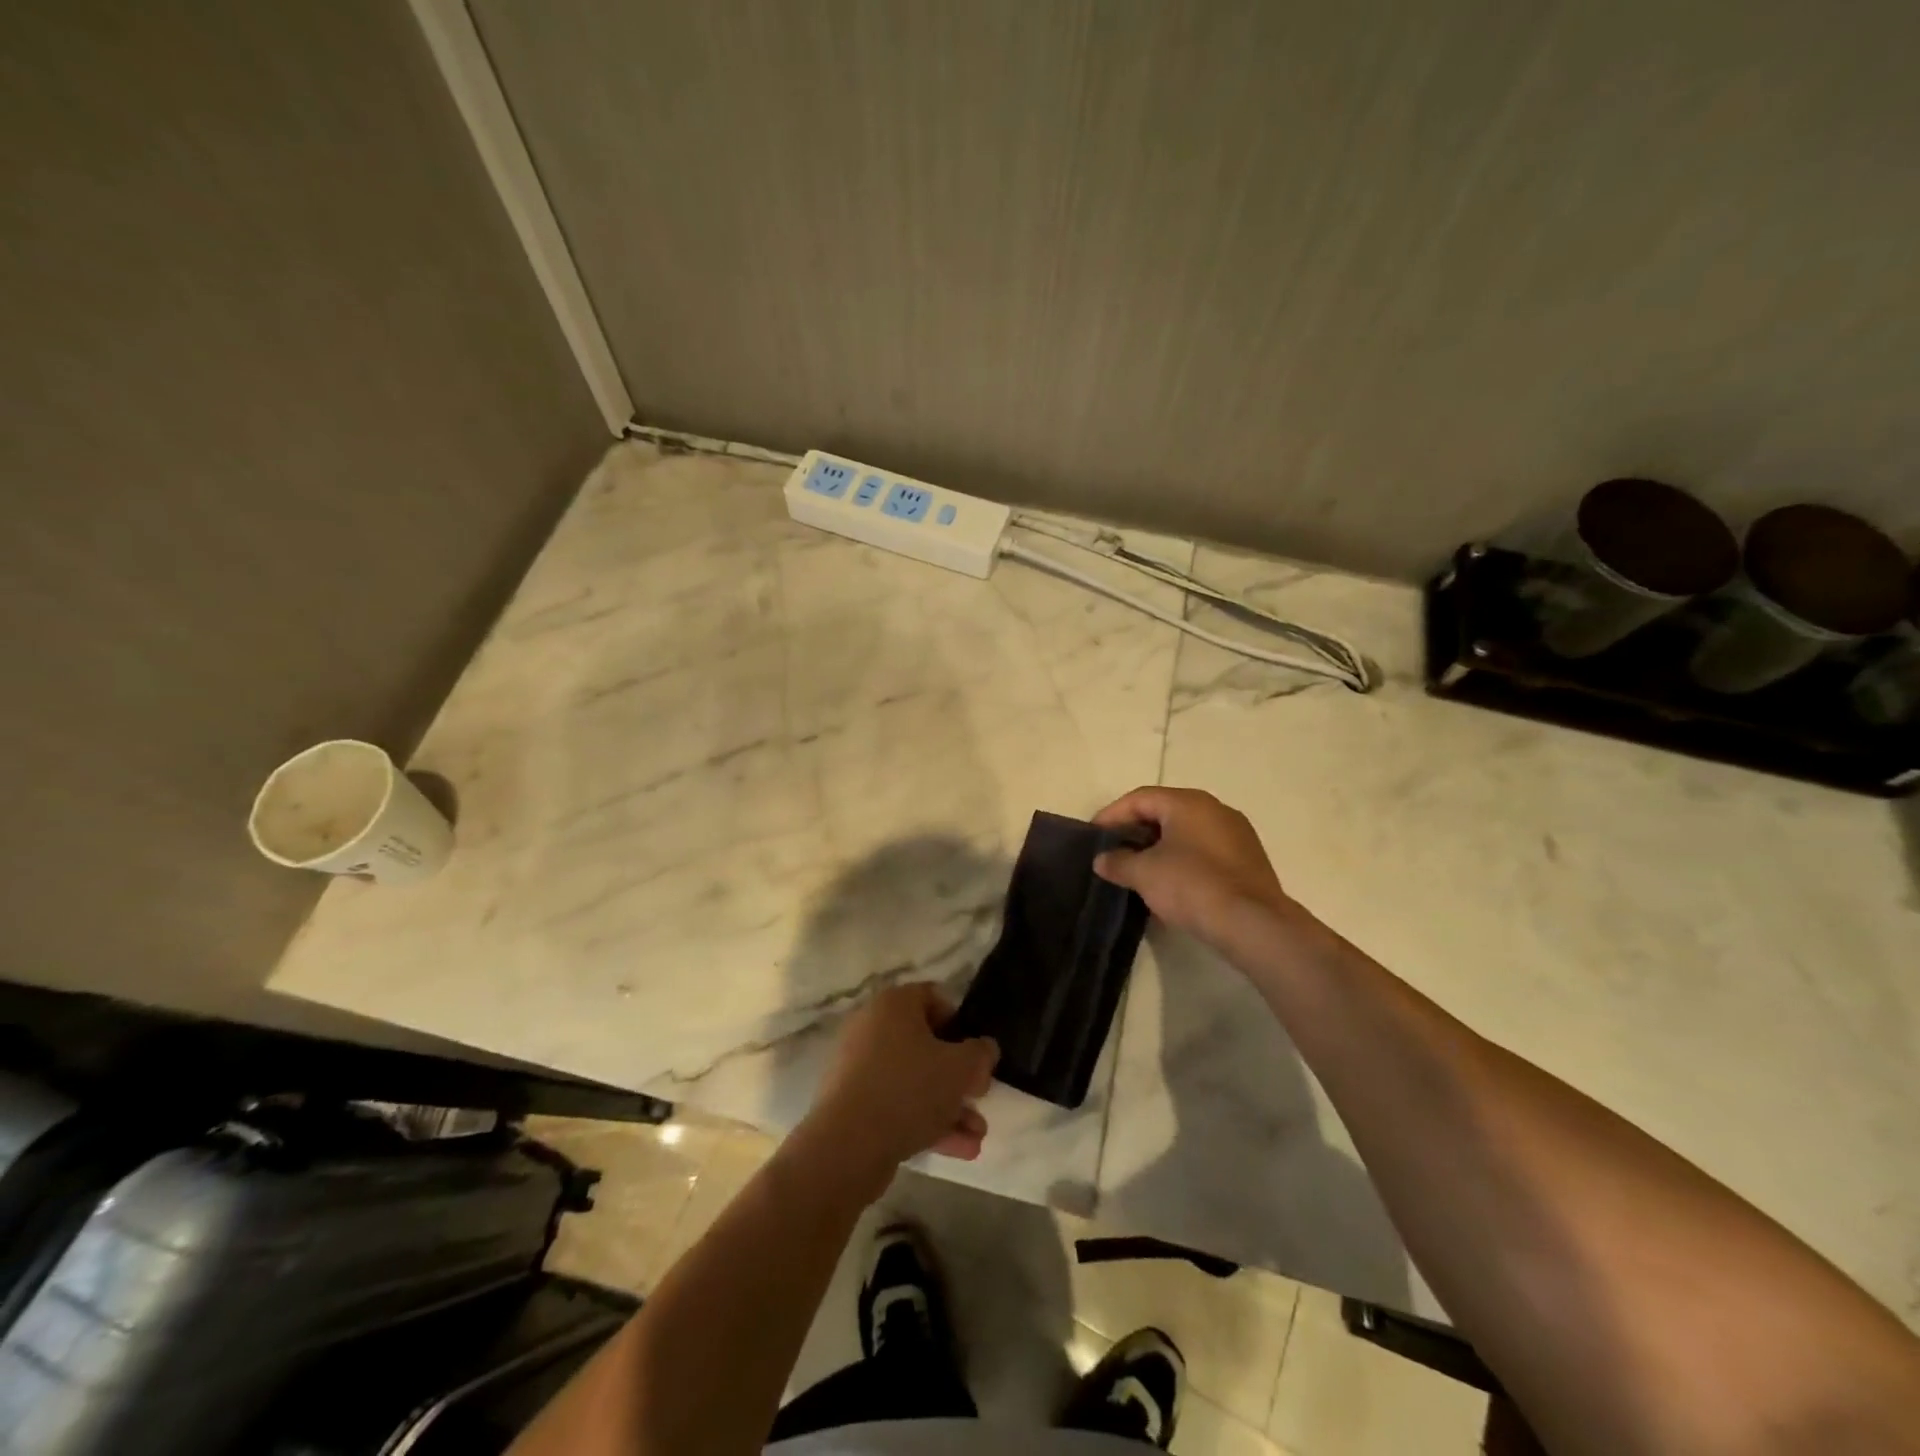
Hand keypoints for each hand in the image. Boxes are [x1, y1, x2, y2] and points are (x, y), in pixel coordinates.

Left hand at [807, 982, 998, 1184]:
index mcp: (894, 1004)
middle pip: (927, 1045)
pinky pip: (896, 1104)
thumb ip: (981, 1054)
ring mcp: (859, 1067)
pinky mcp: (853, 1103)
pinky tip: (958, 1150)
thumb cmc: (909, 1089)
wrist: (847, 1146)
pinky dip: (925, 1122)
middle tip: (980, 1097)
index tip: (976, 1054)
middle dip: (959, 1078)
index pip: (934, 998)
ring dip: (949, 1107)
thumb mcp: (960, 1068)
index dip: (961, 1024)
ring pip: (914, 1081)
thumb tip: (984, 1049)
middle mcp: (873, 1027)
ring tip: (977, 1136)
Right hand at [1092, 786, 1297, 944]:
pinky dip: (1183, 861)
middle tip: (1115, 850)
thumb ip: (1118, 862)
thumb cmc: (1192, 886)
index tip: (1094, 835)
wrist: (1253, 924)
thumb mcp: (1144, 874)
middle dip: (1136, 830)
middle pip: (1165, 812)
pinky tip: (1171, 884)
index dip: (1112, 814)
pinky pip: (1205, 851)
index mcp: (1188, 802)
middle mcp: (1215, 809)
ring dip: (1160, 847)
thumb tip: (1102, 860)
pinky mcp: (1248, 860)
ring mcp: (1236, 834)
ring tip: (1139, 870)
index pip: (1140, 798)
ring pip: (1187, 833)